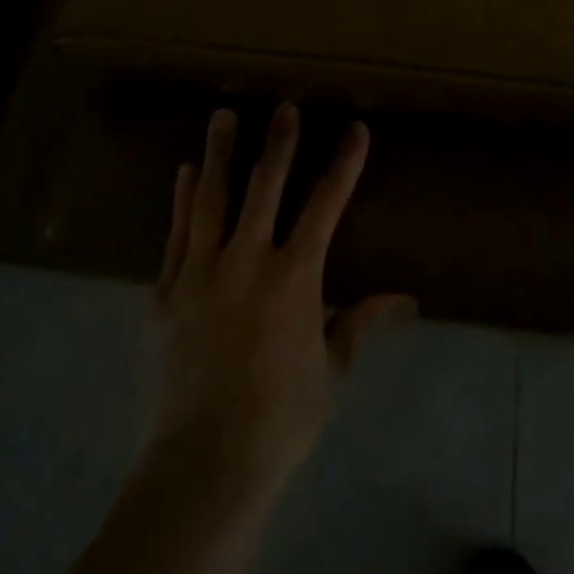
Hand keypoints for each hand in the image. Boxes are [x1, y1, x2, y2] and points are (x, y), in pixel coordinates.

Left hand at [149, 104, 414, 499]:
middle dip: (279, 143)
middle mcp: (248, 260)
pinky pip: (175, 234)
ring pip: (211, 198)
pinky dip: (181, 200)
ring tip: (222, 116)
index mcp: (294, 276)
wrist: (203, 465)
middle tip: (284, 107)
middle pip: (265, 186)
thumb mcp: (331, 369)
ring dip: (219, 154)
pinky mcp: (167, 293)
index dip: (344, 163)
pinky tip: (183, 174)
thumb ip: (360, 322)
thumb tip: (405, 300)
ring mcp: (201, 273)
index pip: (326, 204)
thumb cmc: (280, 418)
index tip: (355, 128)